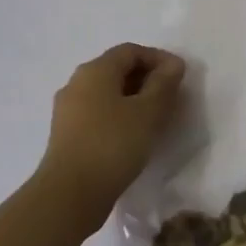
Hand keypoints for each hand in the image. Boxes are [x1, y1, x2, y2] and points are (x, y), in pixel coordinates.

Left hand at [38, 43, 186, 212]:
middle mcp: (77, 83)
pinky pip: (98, 114)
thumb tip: (173, 64)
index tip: (179, 77)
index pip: (130, 51)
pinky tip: (133, 137)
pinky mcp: (67, 135)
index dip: (158, 58)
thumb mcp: (148, 112)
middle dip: (146, 79)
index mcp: (95, 70)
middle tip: (171, 98)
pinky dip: (119, 116)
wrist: (70, 194)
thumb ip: (164, 84)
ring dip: (133, 99)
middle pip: (116, 70)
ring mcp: (68, 110)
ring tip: (155, 119)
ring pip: (107, 94)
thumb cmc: (113, 145)